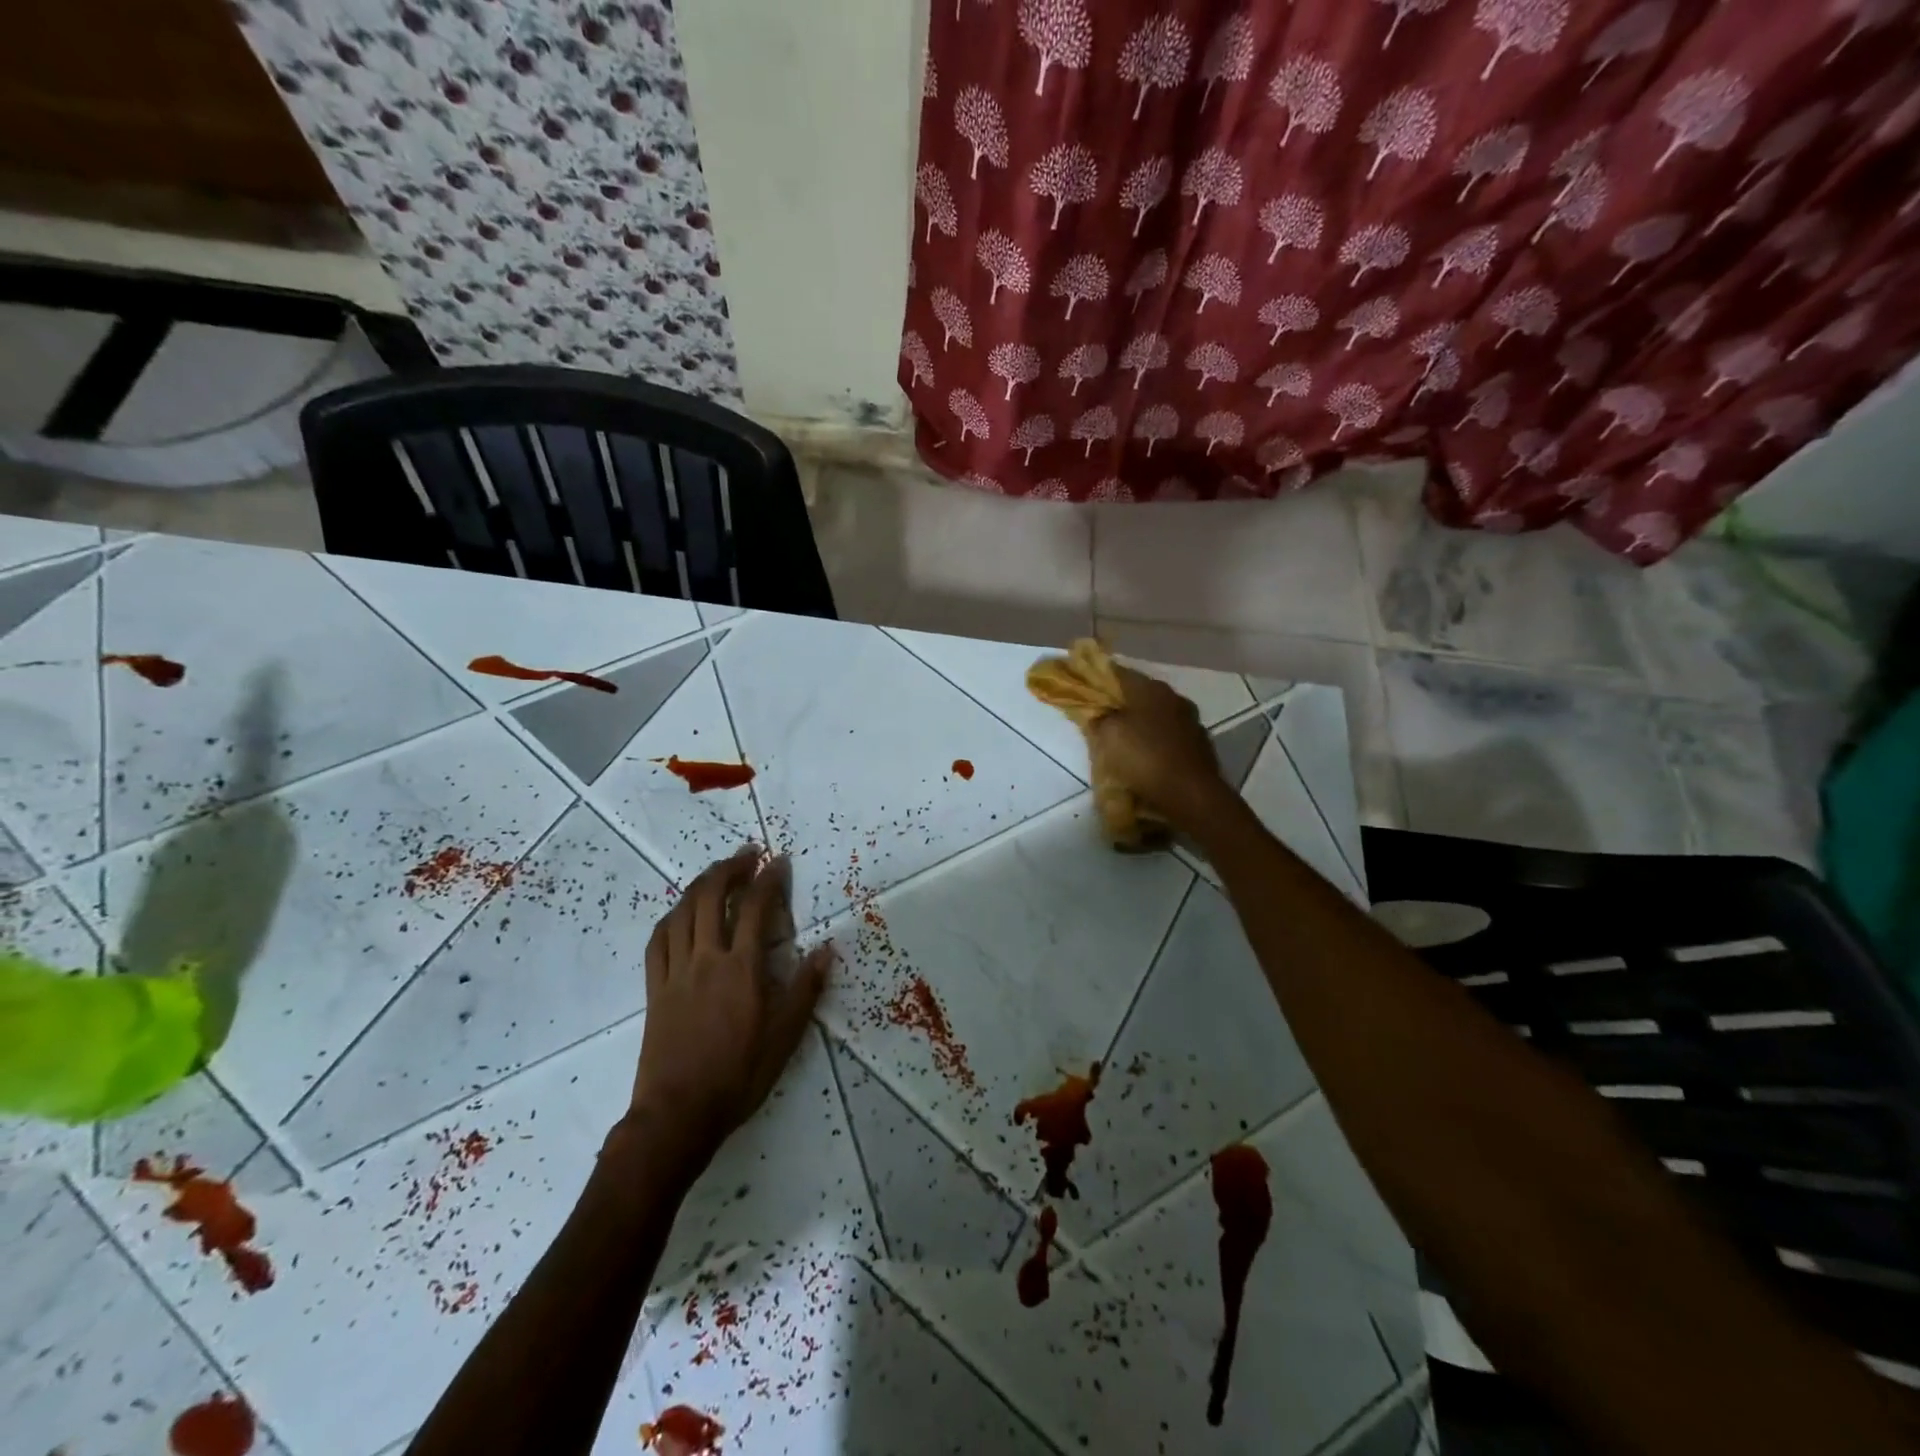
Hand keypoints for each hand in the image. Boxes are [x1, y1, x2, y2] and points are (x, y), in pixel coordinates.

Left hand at [625, 848, 831, 1163]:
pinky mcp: (655, 988)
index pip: (756, 908)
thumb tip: (826, 949)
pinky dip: (671, 916)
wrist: (678, 1114)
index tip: (779, 861)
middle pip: (711, 897)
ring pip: (682, 912)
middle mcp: (706, 959)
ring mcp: (675, 971)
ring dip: (700, 884)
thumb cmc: (739, 1075)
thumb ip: (806, 988)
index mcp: (742, 968)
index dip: (769, 879)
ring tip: (717, 874)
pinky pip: (658, 940)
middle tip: (747, 855)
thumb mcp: (786, 1036)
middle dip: (730, 868)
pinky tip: (681, 913)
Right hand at [1090, 667, 1235, 833]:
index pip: (1119, 674)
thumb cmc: (1144, 758)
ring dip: (1142, 723)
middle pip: (1141, 694)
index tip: (1086, 688)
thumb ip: (1100, 717)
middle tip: (1103, 716)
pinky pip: (1170, 736)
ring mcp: (1191, 721)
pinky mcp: (1200, 745)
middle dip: (1122, 704)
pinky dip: (1157, 741)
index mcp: (1151, 689)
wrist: (1191, 795)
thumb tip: (1099, 712)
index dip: (1100, 679)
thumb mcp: (1108, 735)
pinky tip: (1147, 756)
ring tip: (1124, 739)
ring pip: (1158, 715)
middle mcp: (1174, 697)